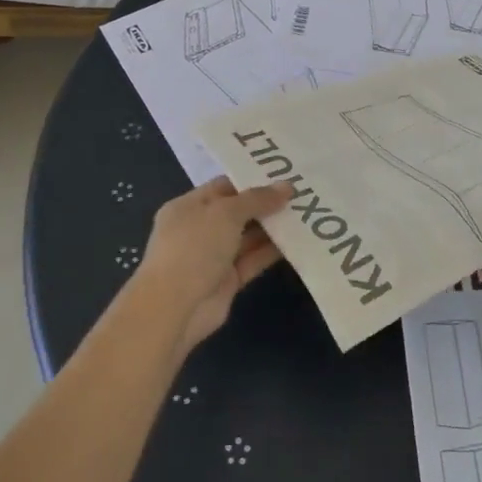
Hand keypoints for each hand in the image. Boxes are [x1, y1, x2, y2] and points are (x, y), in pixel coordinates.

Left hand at [131, 177, 293, 353]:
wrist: (175, 308)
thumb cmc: (194, 247)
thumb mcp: (225, 213)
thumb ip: (257, 199)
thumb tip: (287, 186)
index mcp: (188, 207)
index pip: (224, 186)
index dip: (252, 180)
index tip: (284, 174)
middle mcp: (199, 229)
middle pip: (238, 211)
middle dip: (267, 203)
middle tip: (302, 192)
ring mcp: (213, 257)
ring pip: (248, 237)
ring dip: (273, 227)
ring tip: (306, 212)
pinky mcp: (227, 281)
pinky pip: (253, 260)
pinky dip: (272, 251)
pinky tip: (298, 240)